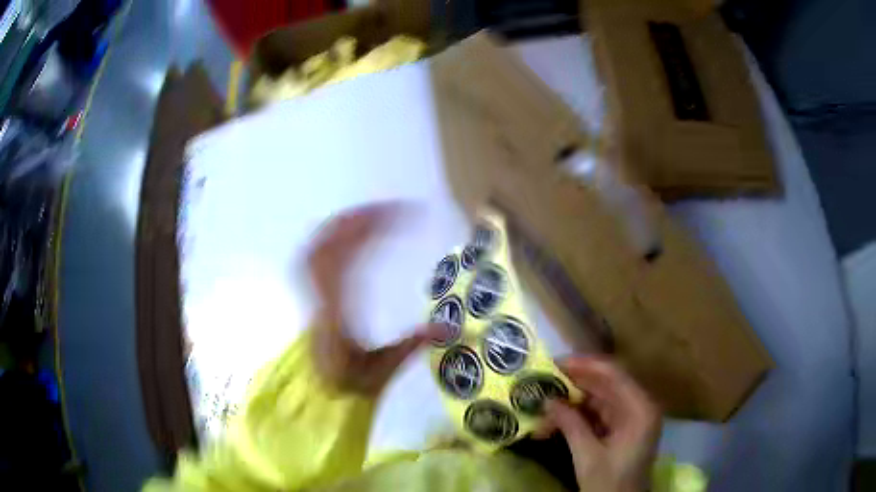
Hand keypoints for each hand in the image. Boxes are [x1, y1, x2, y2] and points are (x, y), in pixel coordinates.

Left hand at [308, 203, 447, 395]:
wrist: (323, 390)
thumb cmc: (353, 381)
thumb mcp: (385, 369)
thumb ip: (414, 346)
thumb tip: (450, 327)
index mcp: (337, 312)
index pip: (348, 260)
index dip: (369, 232)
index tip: (400, 218)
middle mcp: (320, 296)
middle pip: (330, 244)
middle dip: (362, 220)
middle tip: (395, 210)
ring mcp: (311, 292)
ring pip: (318, 245)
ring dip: (346, 223)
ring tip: (375, 213)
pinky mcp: (312, 291)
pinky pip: (313, 253)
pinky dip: (330, 234)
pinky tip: (348, 228)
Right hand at [539, 357, 660, 491]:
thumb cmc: (610, 482)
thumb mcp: (587, 456)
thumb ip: (570, 424)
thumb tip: (548, 401)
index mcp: (640, 408)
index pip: (613, 375)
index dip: (585, 365)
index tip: (556, 363)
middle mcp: (639, 406)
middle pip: (606, 385)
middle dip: (574, 385)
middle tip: (545, 380)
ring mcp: (631, 418)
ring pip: (599, 400)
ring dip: (573, 402)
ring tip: (545, 403)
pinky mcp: (622, 429)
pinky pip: (598, 414)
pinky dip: (578, 416)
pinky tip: (556, 419)